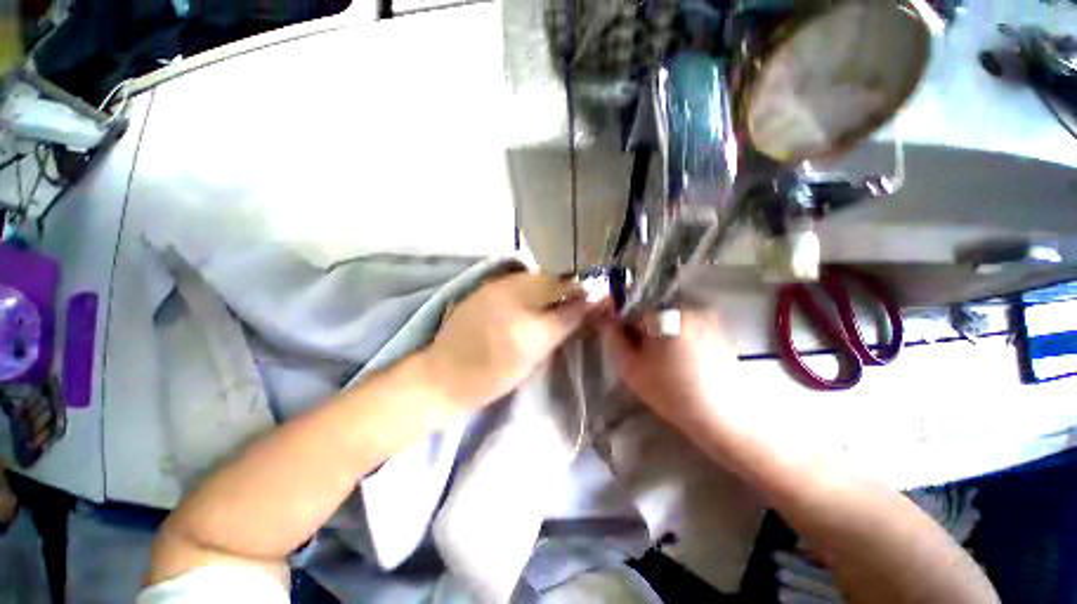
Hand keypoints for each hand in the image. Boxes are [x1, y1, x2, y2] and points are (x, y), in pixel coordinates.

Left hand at [423, 271, 604, 410]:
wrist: (443, 374)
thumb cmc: (491, 377)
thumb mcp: (532, 359)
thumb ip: (561, 328)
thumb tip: (588, 308)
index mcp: (526, 328)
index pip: (567, 307)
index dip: (586, 299)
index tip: (598, 301)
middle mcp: (511, 299)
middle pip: (551, 282)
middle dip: (569, 288)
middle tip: (577, 299)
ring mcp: (495, 288)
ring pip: (535, 277)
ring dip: (550, 285)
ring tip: (555, 298)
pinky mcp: (484, 286)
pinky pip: (518, 279)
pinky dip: (532, 285)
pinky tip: (532, 297)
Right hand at [604, 310, 737, 432]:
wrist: (723, 418)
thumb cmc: (671, 392)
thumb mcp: (630, 368)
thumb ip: (614, 339)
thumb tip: (609, 321)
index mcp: (665, 314)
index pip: (633, 310)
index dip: (626, 329)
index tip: (629, 349)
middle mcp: (688, 308)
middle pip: (653, 314)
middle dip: (644, 333)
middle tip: (646, 360)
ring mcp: (708, 319)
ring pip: (670, 322)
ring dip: (662, 337)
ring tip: (666, 365)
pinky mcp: (720, 333)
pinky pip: (688, 330)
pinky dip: (680, 341)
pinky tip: (684, 366)